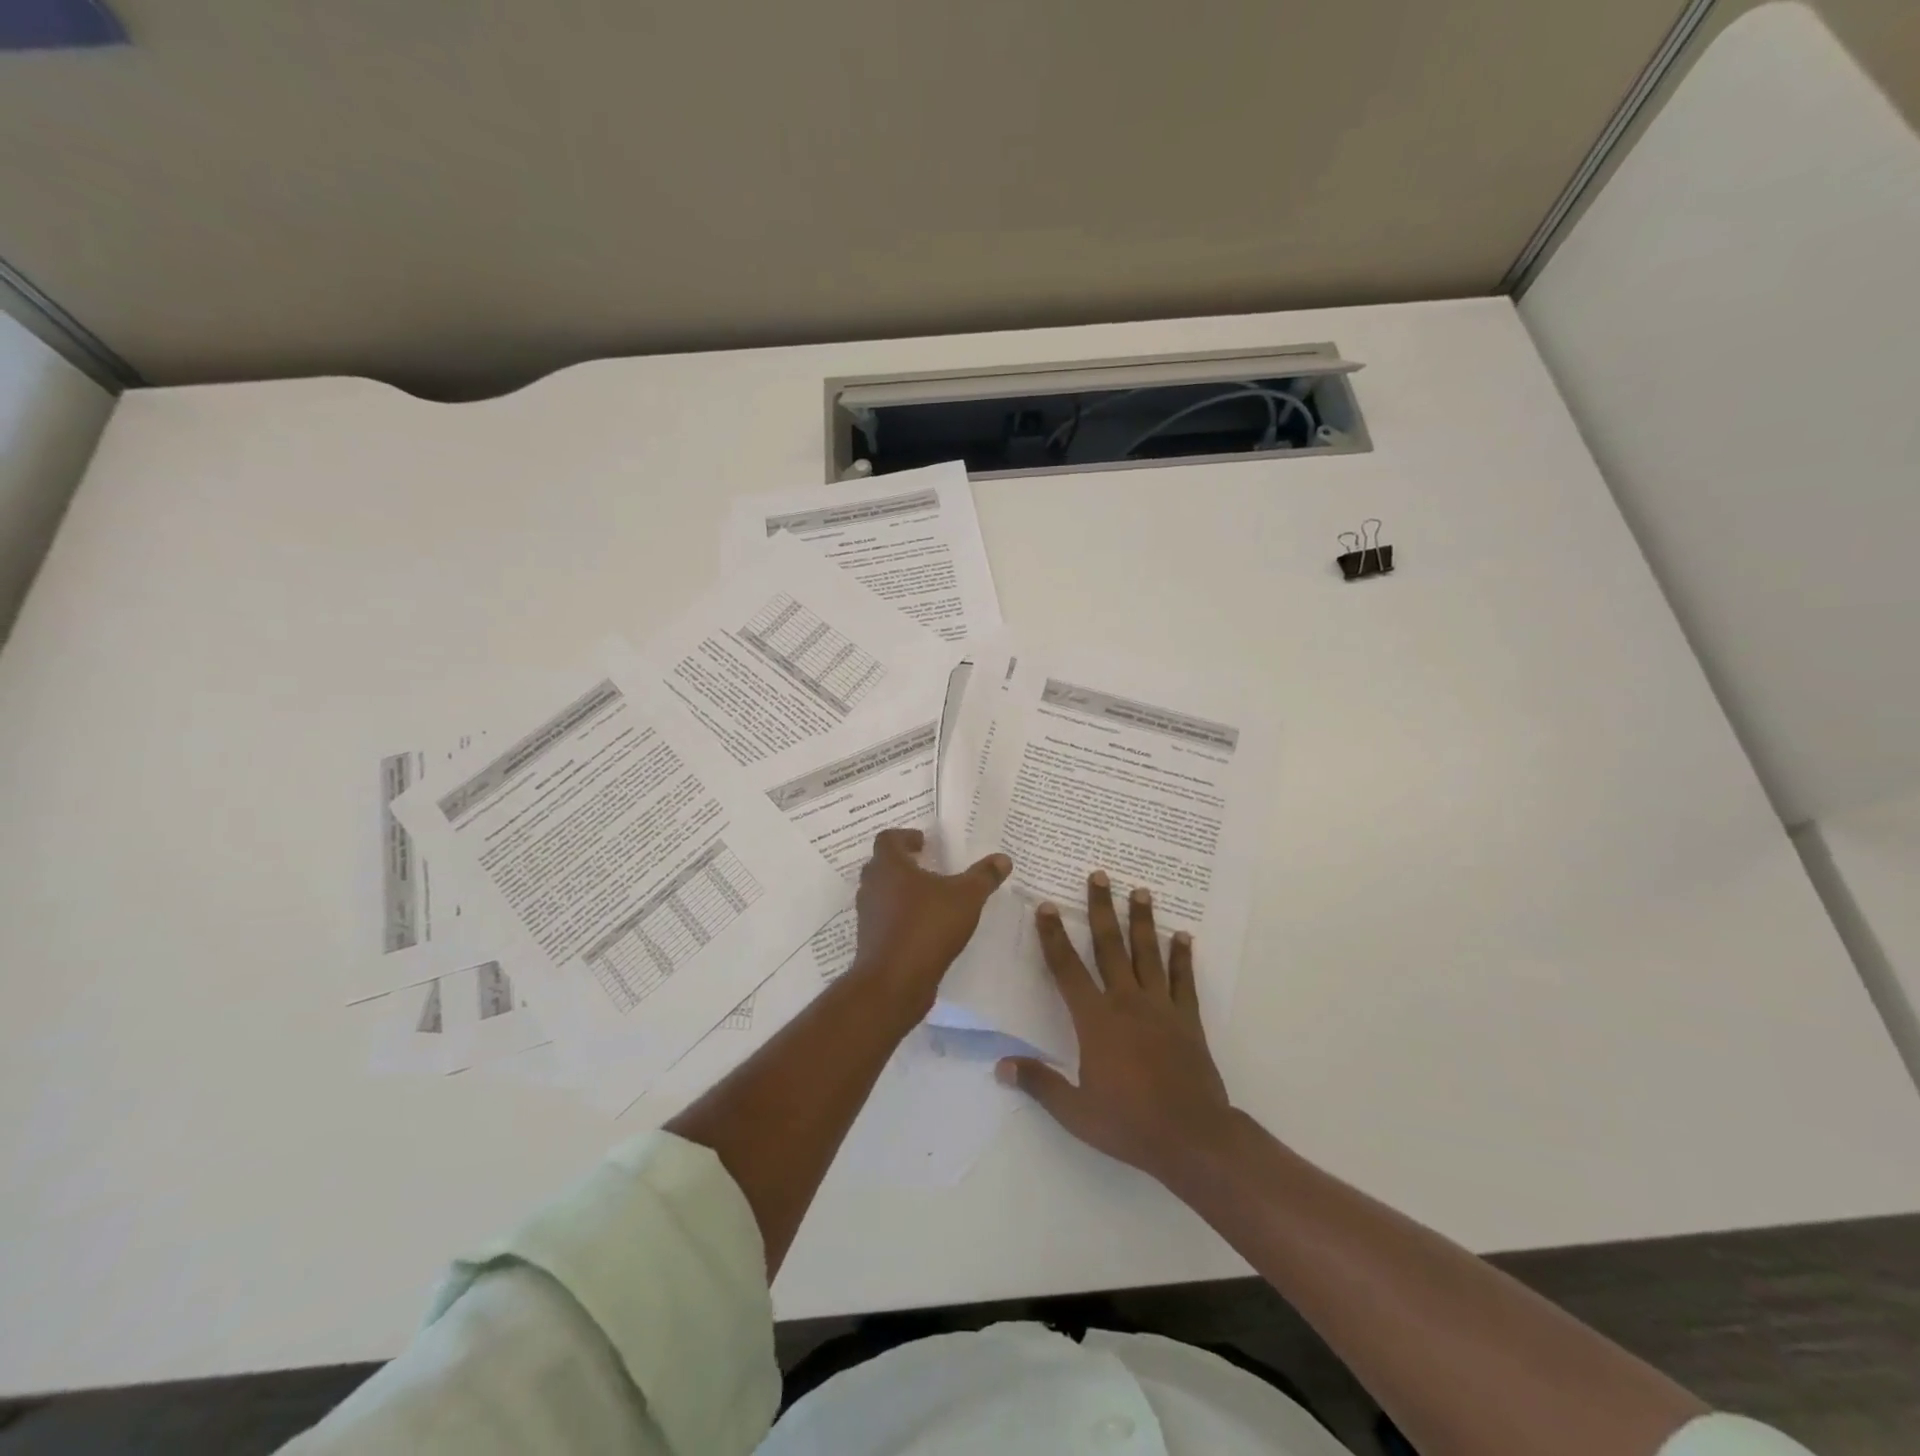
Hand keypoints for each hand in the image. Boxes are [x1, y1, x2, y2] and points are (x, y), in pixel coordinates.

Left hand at [849, 828, 1011, 1020]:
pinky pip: (885, 919)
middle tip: (929, 866)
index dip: (906, 837)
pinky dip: (901, 917)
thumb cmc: (927, 927)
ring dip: (902, 891)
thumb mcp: (966, 898)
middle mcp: (872, 885)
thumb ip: (984, 876)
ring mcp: (868, 915)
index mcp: (889, 865)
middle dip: (905, 864)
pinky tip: (925, 927)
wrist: (894, 982)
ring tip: (931, 897)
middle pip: (883, 864)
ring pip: (883, 893)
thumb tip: (1003, 859)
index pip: (888, 839)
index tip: (924, 843)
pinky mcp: (870, 940)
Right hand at [997, 871, 1234, 1186]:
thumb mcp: (1075, 1111)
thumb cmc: (1129, 1123)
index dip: (1053, 936)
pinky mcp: (1187, 1020)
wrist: (1192, 1138)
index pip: (1067, 968)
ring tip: (1141, 891)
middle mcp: (1126, 1002)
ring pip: (1148, 954)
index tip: (1046, 906)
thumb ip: (1039, 1083)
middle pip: (1110, 946)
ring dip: (1142, 921)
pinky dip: (1182, 957)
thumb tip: (1001, 1067)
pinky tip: (1183, 936)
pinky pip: (1184, 981)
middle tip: (1099, 875)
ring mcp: (1160, 1008)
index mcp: (1095, 1020)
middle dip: (1101, 909)